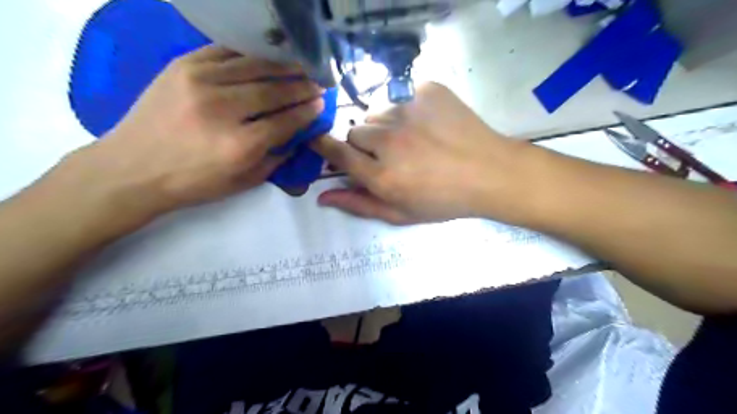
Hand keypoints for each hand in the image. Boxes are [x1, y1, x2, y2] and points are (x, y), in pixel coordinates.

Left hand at [45, 45, 323, 231]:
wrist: (132, 168)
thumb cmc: (193, 182)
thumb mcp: (243, 181)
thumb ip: (275, 157)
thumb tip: (298, 135)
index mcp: (240, 145)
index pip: (286, 121)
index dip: (307, 111)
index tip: (321, 103)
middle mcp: (223, 109)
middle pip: (273, 91)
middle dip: (301, 86)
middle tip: (317, 83)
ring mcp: (200, 82)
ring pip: (253, 67)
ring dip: (282, 66)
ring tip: (300, 65)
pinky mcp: (182, 66)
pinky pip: (225, 52)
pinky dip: (250, 54)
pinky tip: (265, 57)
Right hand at [310, 80, 528, 223]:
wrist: (490, 172)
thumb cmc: (444, 200)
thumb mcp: (400, 213)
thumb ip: (359, 204)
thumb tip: (322, 196)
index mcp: (381, 175)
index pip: (337, 152)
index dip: (324, 146)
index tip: (318, 140)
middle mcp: (389, 141)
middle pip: (355, 131)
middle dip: (364, 143)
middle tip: (388, 154)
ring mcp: (408, 111)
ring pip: (377, 112)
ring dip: (384, 125)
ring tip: (410, 138)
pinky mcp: (426, 90)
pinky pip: (400, 95)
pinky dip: (406, 108)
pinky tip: (426, 123)